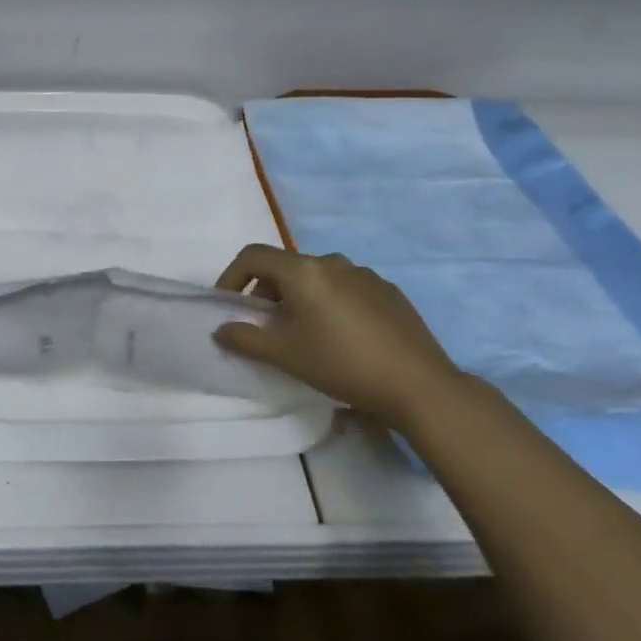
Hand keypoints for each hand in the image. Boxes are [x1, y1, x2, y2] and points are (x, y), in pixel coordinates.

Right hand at [213, 244, 464, 426]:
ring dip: (299, 298)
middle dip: (266, 292)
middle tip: (265, 327)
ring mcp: (364, 274)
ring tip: (304, 333)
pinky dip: (330, 303)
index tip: (228, 305)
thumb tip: (221, 328)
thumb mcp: (285, 355)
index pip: (253, 255)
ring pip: (317, 278)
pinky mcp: (388, 291)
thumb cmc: (342, 364)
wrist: (418, 385)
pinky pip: (346, 288)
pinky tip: (342, 337)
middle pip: (285, 266)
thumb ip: (245, 338)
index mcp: (303, 270)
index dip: (232, 276)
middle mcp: (332, 262)